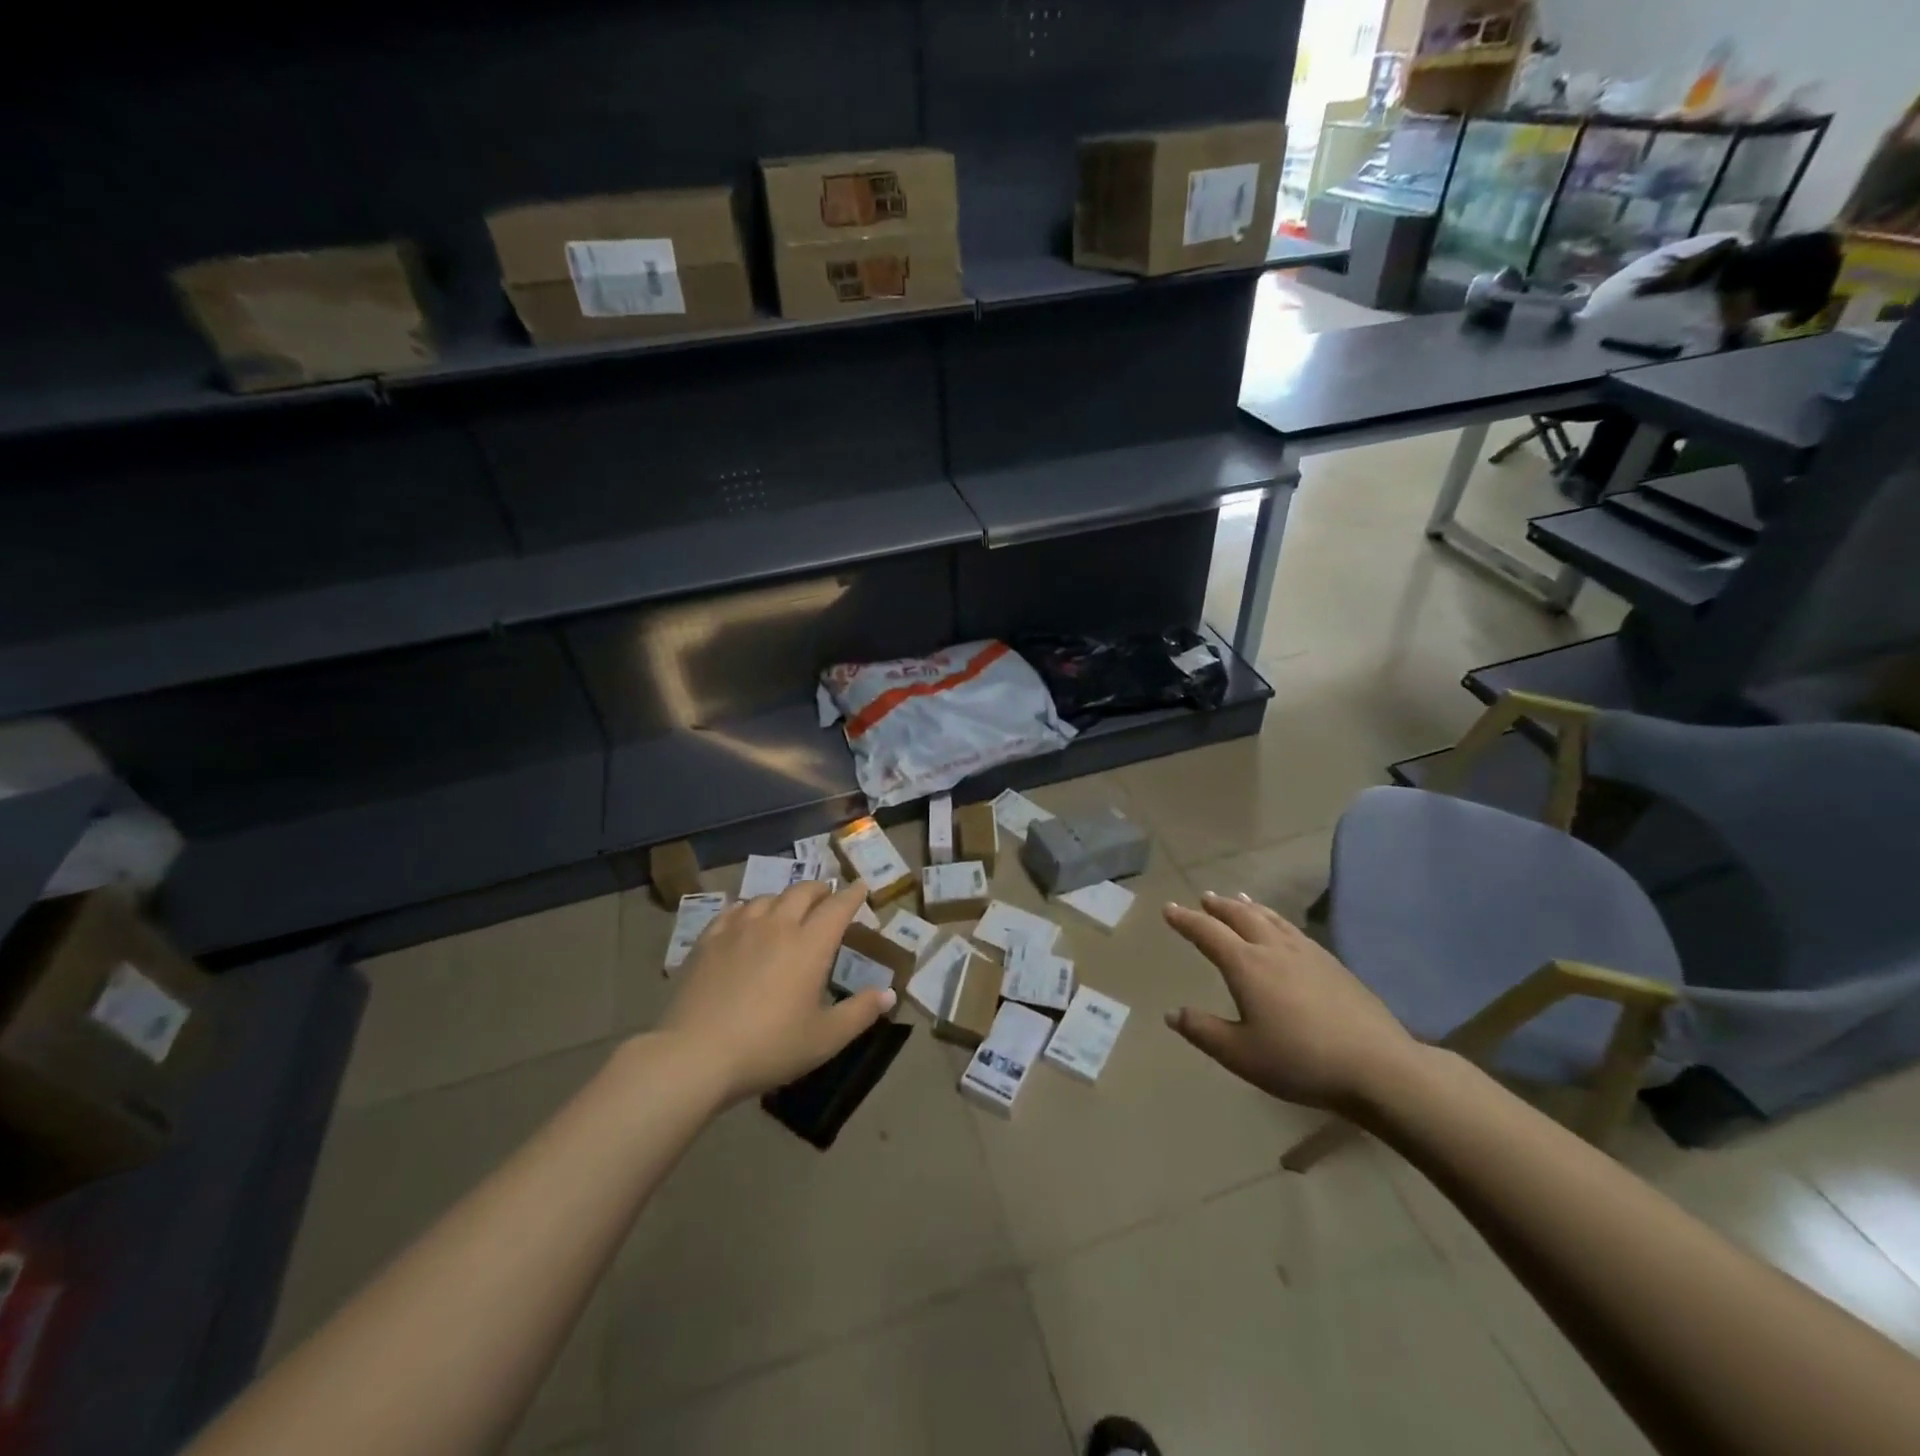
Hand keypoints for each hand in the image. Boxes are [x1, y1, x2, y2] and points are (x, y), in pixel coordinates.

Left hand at [659, 881, 893, 1103]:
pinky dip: (749, 909)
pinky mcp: (708, 940)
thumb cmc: (769, 1047)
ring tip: (788, 910)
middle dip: (820, 890)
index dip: (852, 895)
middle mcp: (777, 925)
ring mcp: (739, 929)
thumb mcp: (824, 1038)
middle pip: (802, 892)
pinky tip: (746, 920)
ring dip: (784, 899)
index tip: (861, 887)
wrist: (695, 1055)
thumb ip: (860, 1012)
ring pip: (767, 898)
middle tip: (827, 897)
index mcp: (810, 944)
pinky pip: (734, 911)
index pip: (838, 906)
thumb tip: (890, 994)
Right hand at [1164, 891, 1419, 1113]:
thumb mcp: (1241, 1055)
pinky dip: (1276, 919)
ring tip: (1238, 898)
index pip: (1208, 933)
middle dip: (1218, 906)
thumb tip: (1171, 1012)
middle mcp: (1273, 949)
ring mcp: (1307, 953)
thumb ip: (1203, 1031)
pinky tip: (1282, 929)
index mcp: (1246, 966)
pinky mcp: (1333, 964)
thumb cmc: (1301, 1061)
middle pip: (1240, 916)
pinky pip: (1293, 929)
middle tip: (1204, 897)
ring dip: (1248, 907)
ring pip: (1270, 918)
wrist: (1377, 1067)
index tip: (1169, 909)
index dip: (1186, 920)